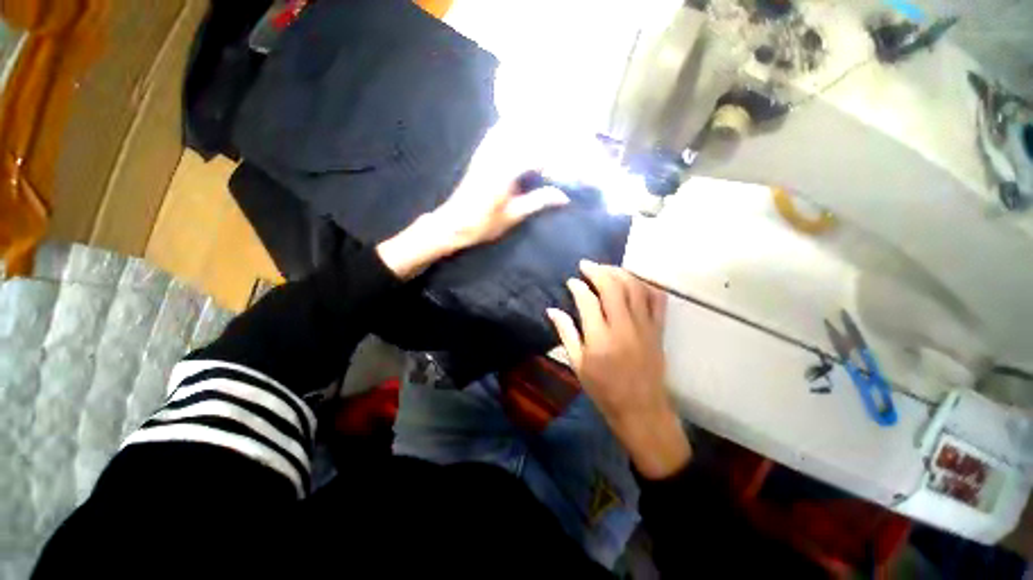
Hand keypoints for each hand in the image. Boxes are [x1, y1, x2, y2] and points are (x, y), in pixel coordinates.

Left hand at [377, 123, 567, 279]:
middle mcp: (495, 156)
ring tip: (547, 132)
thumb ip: (538, 201)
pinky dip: (511, 129)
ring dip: (529, 128)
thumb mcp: (513, 215)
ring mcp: (485, 153)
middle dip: (546, 134)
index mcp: (505, 172)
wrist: (454, 223)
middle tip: (565, 140)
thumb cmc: (483, 224)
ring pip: (510, 128)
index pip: (537, 153)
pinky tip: (521, 133)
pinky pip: (497, 133)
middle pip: (525, 134)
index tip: (571, 161)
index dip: (557, 155)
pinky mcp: (480, 155)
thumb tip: (564, 197)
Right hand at [547, 261, 690, 479]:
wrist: (641, 409)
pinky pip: (657, 300)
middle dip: (598, 271)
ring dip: (620, 272)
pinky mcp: (659, 330)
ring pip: (635, 288)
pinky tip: (634, 280)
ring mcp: (645, 327)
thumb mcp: (578, 364)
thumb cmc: (604, 390)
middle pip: (613, 287)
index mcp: (600, 339)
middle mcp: (624, 327)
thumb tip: (552, 310)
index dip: (578, 286)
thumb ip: (566, 333)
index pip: (588, 300)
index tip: (572, 280)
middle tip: (586, 265)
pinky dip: (646, 284)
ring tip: (606, 268)